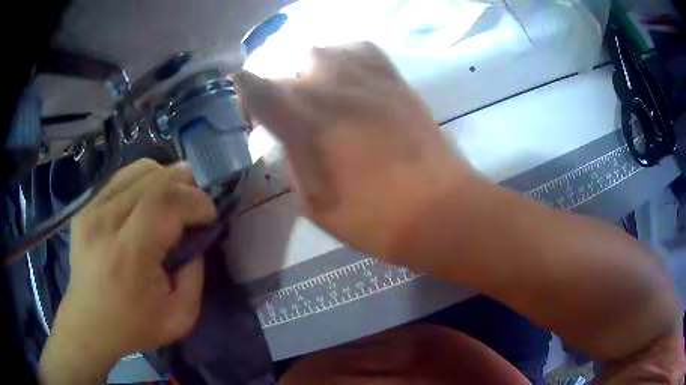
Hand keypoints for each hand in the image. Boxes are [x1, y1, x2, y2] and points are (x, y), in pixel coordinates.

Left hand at [40, 159, 216, 383]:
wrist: (88, 323)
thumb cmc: (134, 326)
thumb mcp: (180, 317)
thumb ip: (195, 274)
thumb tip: (196, 236)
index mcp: (129, 254)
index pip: (166, 202)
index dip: (196, 201)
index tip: (209, 214)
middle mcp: (106, 222)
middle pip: (154, 179)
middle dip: (186, 184)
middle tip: (197, 201)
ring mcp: (92, 210)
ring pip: (139, 170)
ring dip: (166, 179)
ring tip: (176, 198)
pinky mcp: (86, 206)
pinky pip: (123, 177)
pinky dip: (145, 181)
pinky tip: (150, 198)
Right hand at [235, 42, 469, 258]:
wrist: (436, 209)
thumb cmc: (373, 219)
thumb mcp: (314, 203)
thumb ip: (293, 160)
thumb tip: (289, 136)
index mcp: (303, 122)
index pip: (256, 87)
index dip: (245, 90)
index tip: (248, 103)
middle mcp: (329, 89)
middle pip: (287, 67)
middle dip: (280, 87)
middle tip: (289, 111)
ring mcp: (365, 79)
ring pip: (322, 49)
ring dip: (310, 68)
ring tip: (318, 90)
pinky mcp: (394, 80)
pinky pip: (362, 48)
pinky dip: (346, 56)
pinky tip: (348, 76)